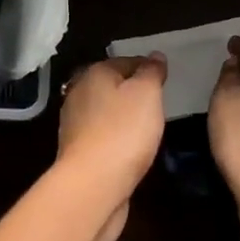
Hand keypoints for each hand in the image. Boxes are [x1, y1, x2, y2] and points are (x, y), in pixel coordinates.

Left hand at [56, 54, 168, 240]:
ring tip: (147, 125)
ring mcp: (74, 124)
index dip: (147, 67)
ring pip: (104, 111)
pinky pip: (102, 135)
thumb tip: (154, 56)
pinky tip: (130, 147)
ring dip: (122, 115)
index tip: (165, 79)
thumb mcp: (146, 94)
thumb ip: (151, 72)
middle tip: (158, 102)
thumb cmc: (123, 131)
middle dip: (132, 91)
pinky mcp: (77, 151)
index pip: (125, 61)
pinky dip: (115, 136)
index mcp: (93, 74)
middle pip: (111, 85)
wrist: (92, 184)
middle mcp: (78, 94)